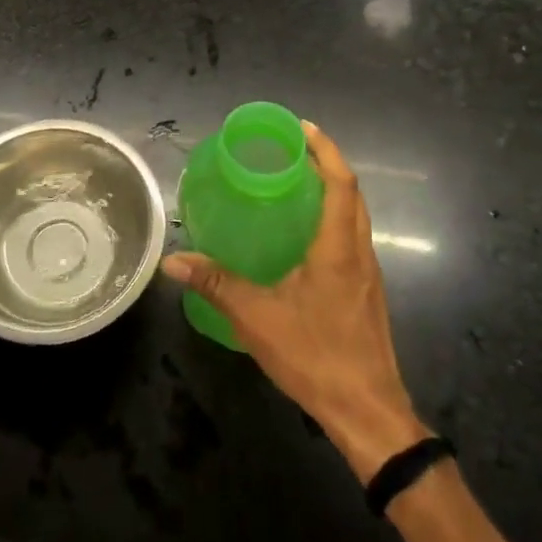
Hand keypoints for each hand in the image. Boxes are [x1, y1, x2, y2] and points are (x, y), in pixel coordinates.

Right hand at [162, 122, 429, 481]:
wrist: (368, 413)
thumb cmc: (316, 357)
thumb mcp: (257, 318)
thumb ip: (216, 284)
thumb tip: (172, 261)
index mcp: (338, 248)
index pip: (341, 183)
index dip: (325, 150)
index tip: (302, 128)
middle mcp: (360, 253)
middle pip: (352, 194)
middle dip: (327, 164)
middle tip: (292, 151)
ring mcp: (368, 274)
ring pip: (356, 217)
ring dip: (333, 191)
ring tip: (296, 184)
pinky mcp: (367, 294)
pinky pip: (353, 239)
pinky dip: (334, 219)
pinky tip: (305, 237)